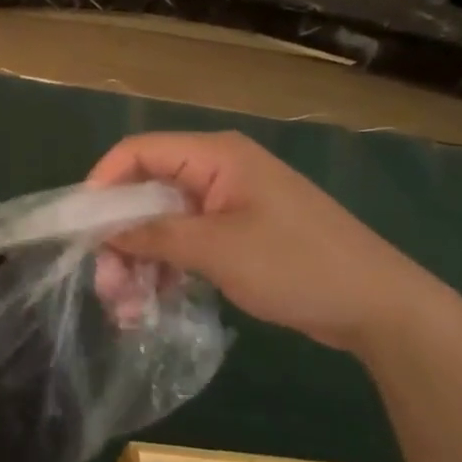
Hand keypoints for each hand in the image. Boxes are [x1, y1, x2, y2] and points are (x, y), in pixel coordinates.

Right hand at [88, 131, 443, 353]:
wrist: (381, 307)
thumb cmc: (296, 264)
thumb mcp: (217, 249)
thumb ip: (154, 235)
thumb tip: (104, 231)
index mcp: (214, 156)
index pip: (139, 152)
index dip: (103, 182)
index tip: (80, 226)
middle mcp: (217, 171)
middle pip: (148, 192)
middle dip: (121, 236)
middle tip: (105, 285)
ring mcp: (228, 204)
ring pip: (164, 222)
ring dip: (141, 260)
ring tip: (125, 308)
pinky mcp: (238, 235)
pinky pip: (187, 242)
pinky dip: (167, 269)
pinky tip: (151, 303)